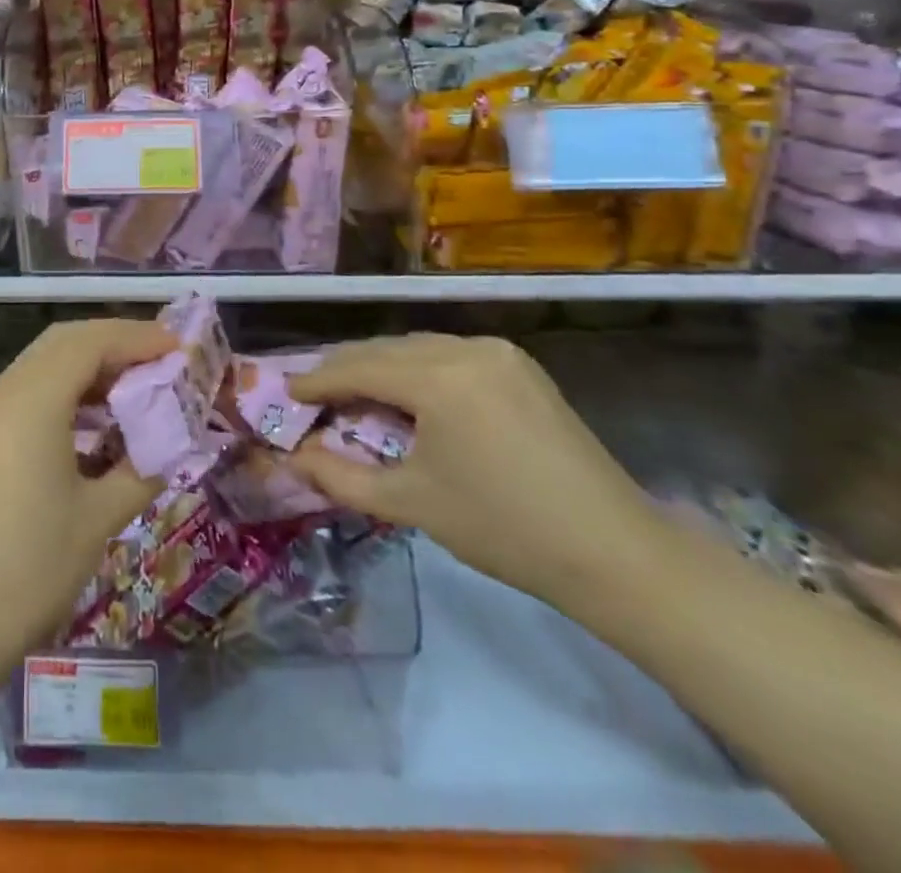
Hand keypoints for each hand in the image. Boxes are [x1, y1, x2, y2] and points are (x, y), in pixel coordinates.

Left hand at [0, 318, 172, 682]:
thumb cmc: (27, 572)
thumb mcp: (98, 520)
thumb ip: (141, 469)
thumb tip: (171, 444)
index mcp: (32, 401)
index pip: (91, 341)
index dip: (139, 337)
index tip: (182, 348)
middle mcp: (4, 392)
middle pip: (65, 342)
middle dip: (116, 343)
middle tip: (163, 362)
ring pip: (45, 364)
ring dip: (92, 366)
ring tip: (139, 388)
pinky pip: (31, 392)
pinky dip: (68, 391)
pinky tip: (98, 422)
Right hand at [287, 333, 662, 610]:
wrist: (614, 552)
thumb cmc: (502, 529)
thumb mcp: (409, 504)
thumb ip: (339, 477)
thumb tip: (294, 458)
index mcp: (437, 378)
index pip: (357, 368)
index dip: (316, 382)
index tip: (287, 394)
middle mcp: (465, 348)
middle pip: (384, 350)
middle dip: (345, 371)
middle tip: (315, 398)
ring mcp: (498, 352)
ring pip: (416, 347)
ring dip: (381, 368)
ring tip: (356, 398)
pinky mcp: (519, 365)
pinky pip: (449, 354)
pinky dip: (417, 369)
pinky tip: (410, 397)